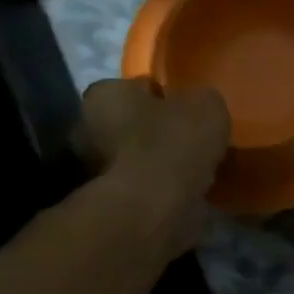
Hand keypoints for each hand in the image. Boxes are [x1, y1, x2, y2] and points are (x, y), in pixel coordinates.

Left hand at [78, 79, 230, 249]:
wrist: (153, 206)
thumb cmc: (173, 143)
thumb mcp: (206, 105)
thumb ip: (201, 100)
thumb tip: (198, 106)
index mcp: (104, 94)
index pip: (137, 87)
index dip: (165, 97)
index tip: (187, 111)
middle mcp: (86, 127)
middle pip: (130, 123)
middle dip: (157, 130)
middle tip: (191, 140)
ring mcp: (92, 169)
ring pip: (135, 157)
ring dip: (159, 162)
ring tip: (194, 169)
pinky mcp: (107, 202)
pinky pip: (141, 187)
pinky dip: (160, 188)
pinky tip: (186, 192)